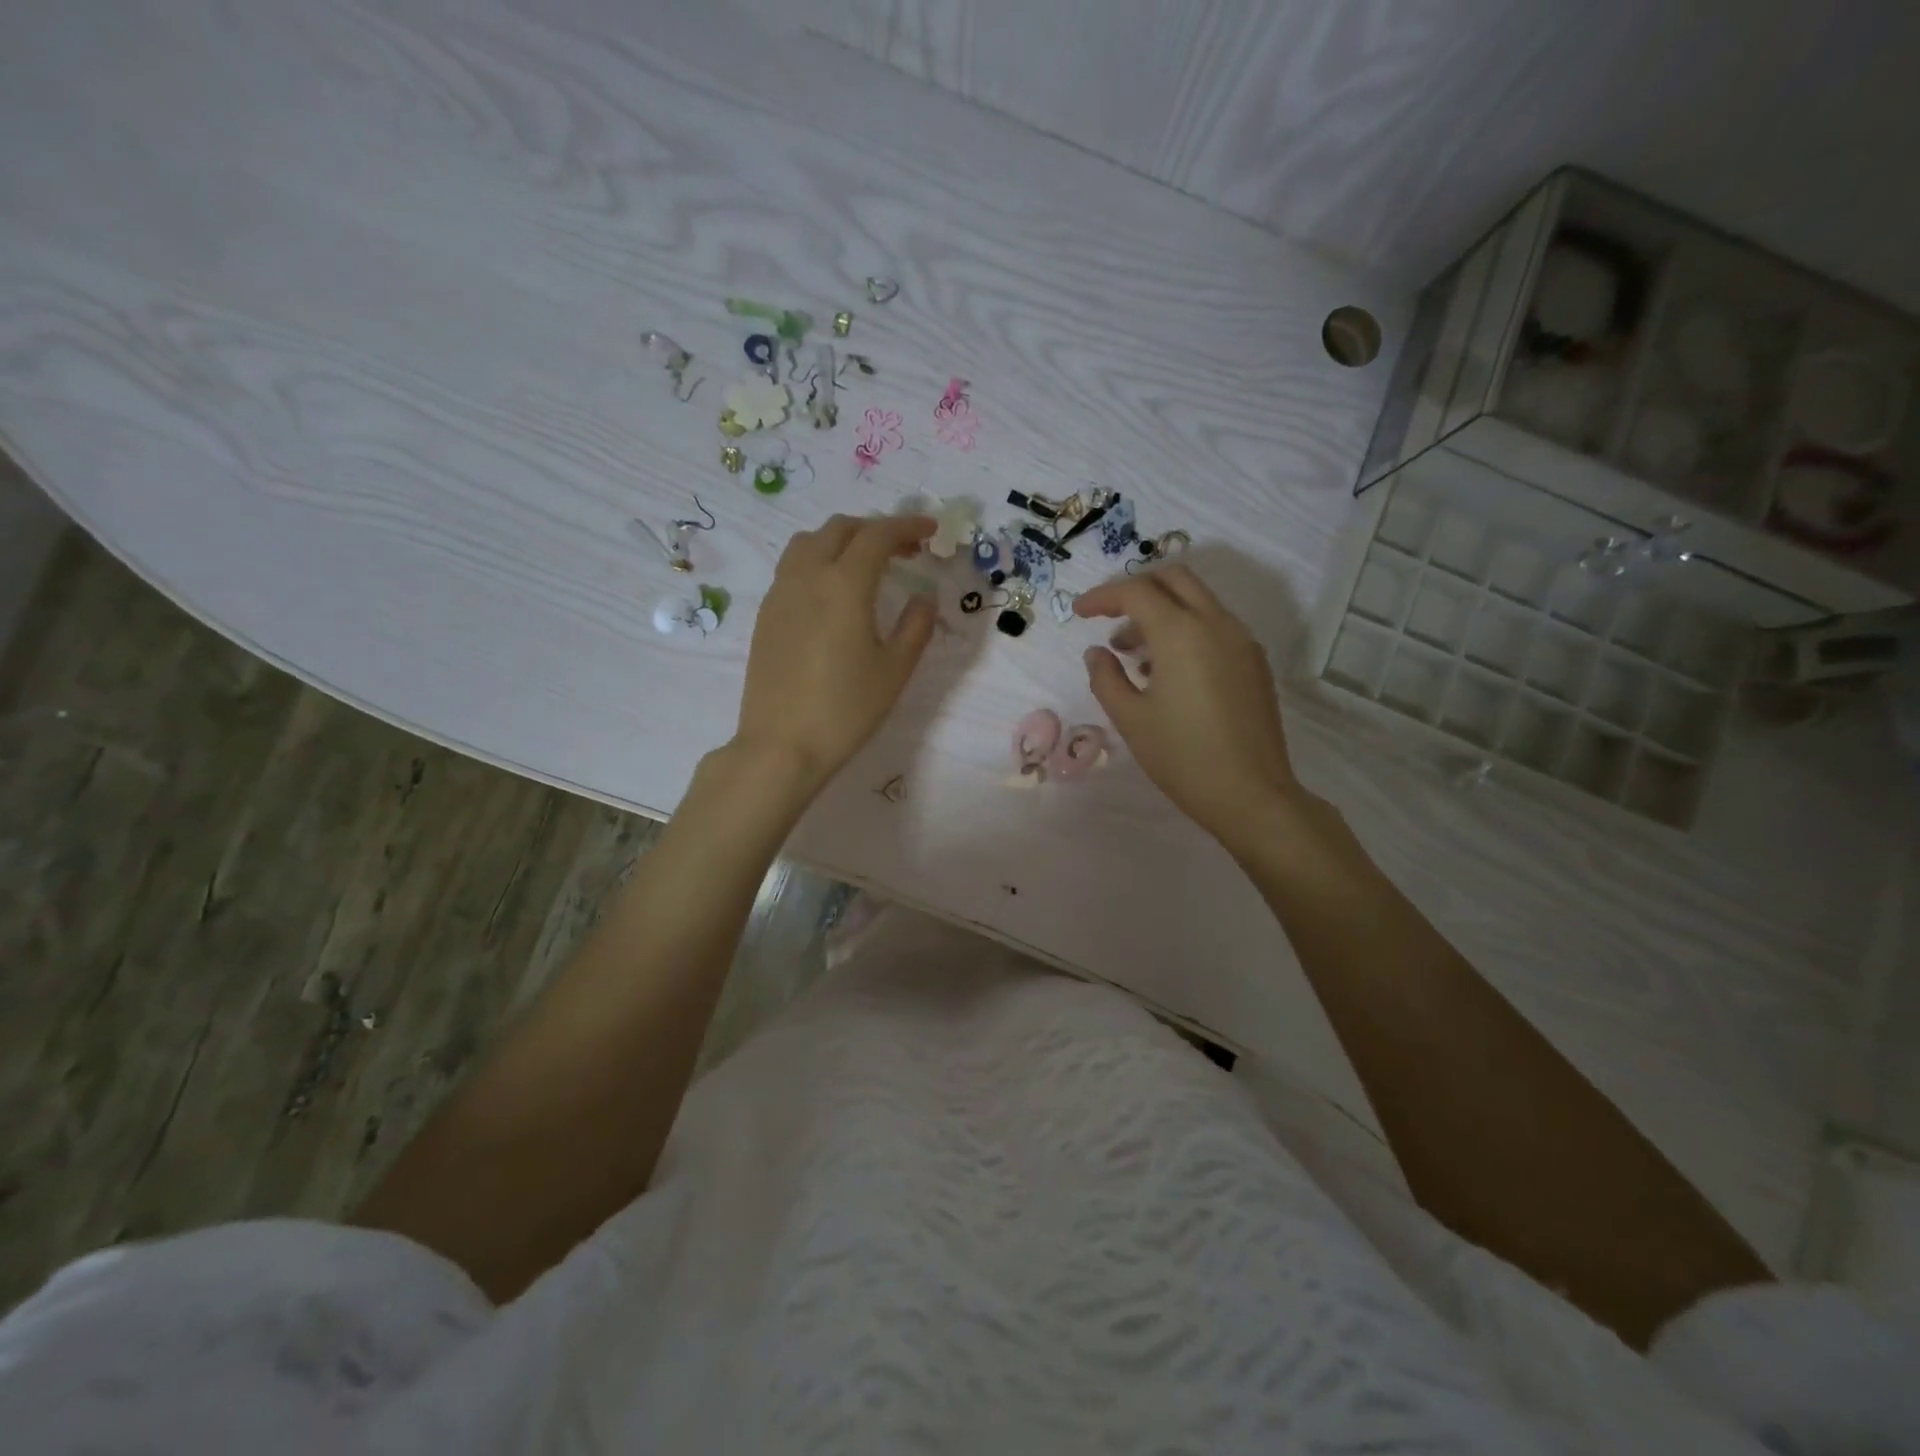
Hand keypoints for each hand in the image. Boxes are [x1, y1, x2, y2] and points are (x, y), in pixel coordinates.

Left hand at [734, 514, 938, 795]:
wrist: (782, 744)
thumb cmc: (846, 709)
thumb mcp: (894, 670)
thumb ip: (915, 627)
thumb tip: (924, 598)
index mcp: (844, 584)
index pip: (877, 535)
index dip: (907, 526)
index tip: (930, 530)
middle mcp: (807, 576)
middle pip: (840, 529)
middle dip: (875, 530)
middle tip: (904, 550)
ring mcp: (780, 593)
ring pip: (809, 543)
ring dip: (842, 541)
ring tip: (865, 565)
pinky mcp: (765, 615)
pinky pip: (792, 567)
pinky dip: (819, 561)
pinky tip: (833, 593)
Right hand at [1075, 566, 1305, 847]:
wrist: (1251, 794)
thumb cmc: (1182, 757)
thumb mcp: (1130, 718)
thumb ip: (1106, 677)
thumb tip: (1098, 652)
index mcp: (1181, 633)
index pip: (1136, 592)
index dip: (1102, 597)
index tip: (1079, 613)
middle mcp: (1216, 624)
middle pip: (1174, 578)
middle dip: (1137, 589)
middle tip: (1109, 617)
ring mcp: (1242, 641)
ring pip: (1197, 601)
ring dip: (1162, 611)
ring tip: (1133, 654)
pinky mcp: (1254, 663)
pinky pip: (1215, 626)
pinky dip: (1186, 630)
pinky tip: (1168, 671)